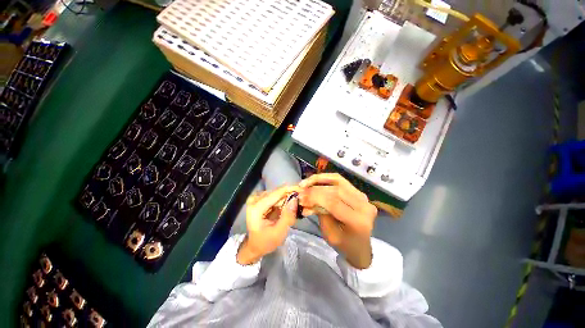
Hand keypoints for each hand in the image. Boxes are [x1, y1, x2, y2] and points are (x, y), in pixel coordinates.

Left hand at [237, 185, 299, 264]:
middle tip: (301, 199)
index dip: (290, 189)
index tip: (302, 189)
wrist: (254, 246)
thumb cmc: (265, 242)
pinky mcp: (259, 200)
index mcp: (256, 208)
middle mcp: (255, 200)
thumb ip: (287, 216)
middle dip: (290, 194)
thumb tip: (294, 199)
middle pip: (276, 192)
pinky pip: (274, 196)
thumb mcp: (279, 233)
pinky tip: (288, 205)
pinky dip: (283, 200)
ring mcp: (256, 199)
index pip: (276, 193)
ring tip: (295, 203)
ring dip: (287, 197)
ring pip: (276, 193)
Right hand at [299, 173, 376, 268]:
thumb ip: (319, 214)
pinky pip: (340, 181)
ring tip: (306, 182)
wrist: (361, 246)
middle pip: (336, 190)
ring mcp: (363, 196)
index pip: (334, 203)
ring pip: (338, 180)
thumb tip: (306, 198)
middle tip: (301, 191)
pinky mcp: (359, 192)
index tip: (300, 196)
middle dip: (315, 189)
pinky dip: (326, 179)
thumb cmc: (345, 245)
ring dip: (319, 179)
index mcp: (358, 221)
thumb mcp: (329, 234)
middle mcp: (364, 205)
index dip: (315, 197)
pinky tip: (316, 180)